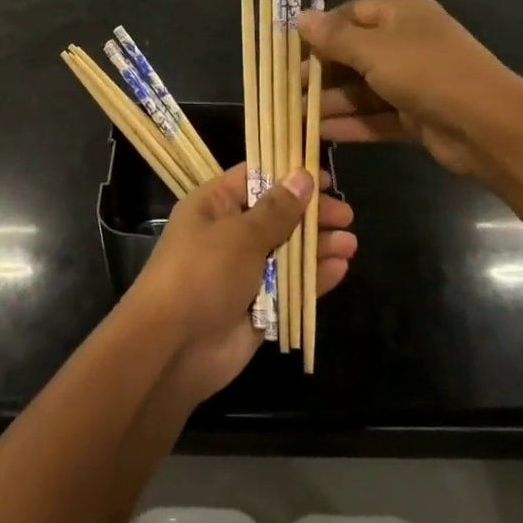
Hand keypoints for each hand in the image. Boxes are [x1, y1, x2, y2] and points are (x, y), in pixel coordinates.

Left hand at [126, 164, 356, 405]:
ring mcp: (243, 272)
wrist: (172, 347)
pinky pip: (290, 287)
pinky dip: (313, 278)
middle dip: (309, 214)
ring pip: (287, 252)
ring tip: (350, 242)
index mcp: (214, 206)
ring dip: (317, 246)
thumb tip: (303, 176)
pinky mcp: (258, 307)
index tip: (323, 176)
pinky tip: (339, 268)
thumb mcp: (240, 234)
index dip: (288, 174)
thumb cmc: (202, 273)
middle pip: (276, 215)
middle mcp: (228, 234)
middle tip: (346, 214)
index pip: (254, 178)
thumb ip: (276, 210)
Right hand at [297, 0, 522, 180]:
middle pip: (353, 55)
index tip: (289, 51)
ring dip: (330, 103)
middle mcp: (406, 44)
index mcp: (401, 15)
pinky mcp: (415, 117)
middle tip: (286, 89)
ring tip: (293, 117)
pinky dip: (350, 124)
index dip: (320, 31)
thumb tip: (300, 17)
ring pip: (362, 89)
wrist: (488, 126)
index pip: (350, 15)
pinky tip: (319, 134)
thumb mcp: (374, 50)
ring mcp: (412, 82)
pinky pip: (375, 116)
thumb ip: (334, 37)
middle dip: (320, 73)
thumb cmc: (426, 72)